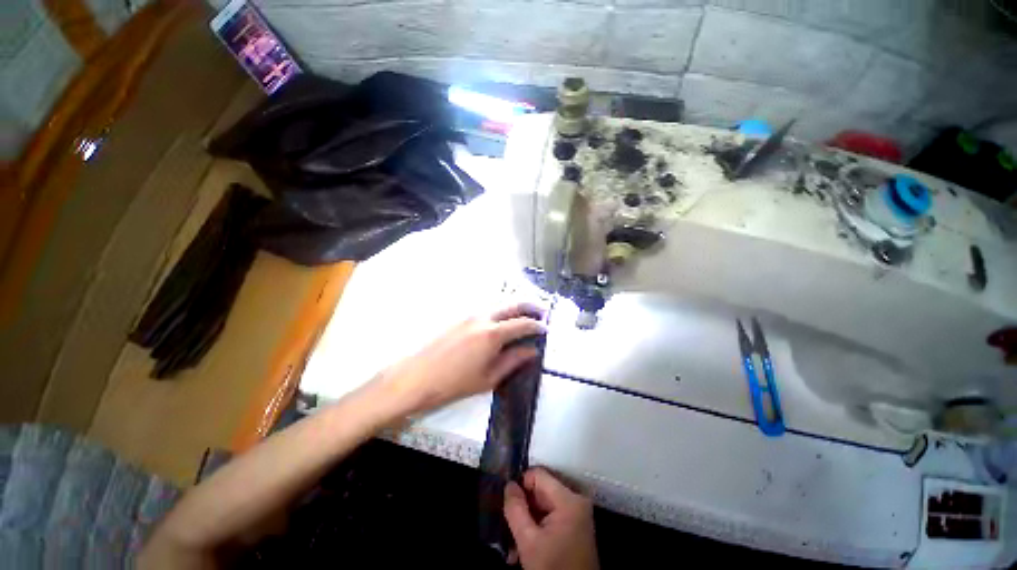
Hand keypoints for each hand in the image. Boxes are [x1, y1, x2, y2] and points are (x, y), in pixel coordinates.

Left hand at [373, 303, 544, 414]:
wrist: (416, 377)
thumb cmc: (453, 383)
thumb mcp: (489, 377)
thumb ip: (513, 361)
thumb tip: (531, 351)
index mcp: (493, 334)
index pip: (523, 324)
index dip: (538, 326)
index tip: (545, 329)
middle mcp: (483, 317)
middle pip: (513, 303)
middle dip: (531, 306)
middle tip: (542, 312)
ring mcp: (470, 314)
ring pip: (500, 301)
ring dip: (515, 304)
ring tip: (525, 313)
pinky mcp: (460, 316)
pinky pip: (487, 306)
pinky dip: (501, 307)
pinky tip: (503, 317)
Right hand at [503, 468, 598, 569]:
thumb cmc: (554, 569)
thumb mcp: (528, 542)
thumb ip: (516, 509)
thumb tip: (509, 484)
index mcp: (569, 498)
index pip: (538, 475)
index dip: (520, 485)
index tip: (507, 503)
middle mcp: (576, 500)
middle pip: (541, 490)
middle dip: (523, 508)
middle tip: (508, 527)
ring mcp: (577, 514)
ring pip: (544, 506)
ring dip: (527, 521)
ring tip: (513, 545)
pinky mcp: (575, 526)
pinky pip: (551, 517)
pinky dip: (537, 529)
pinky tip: (524, 549)